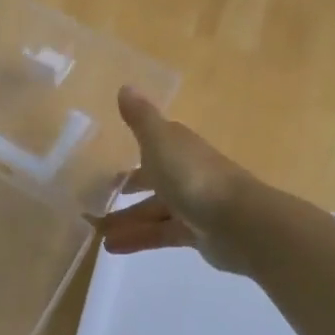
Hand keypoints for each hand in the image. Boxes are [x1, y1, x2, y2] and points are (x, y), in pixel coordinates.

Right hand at [96, 87, 254, 272]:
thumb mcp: (159, 141)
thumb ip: (140, 118)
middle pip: (154, 180)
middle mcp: (187, 173)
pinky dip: (138, 239)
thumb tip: (125, 86)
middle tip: (97, 200)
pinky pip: (160, 235)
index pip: (155, 145)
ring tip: (96, 233)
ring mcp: (193, 205)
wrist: (238, 222)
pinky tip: (112, 247)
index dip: (133, 152)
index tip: (107, 163)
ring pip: (154, 211)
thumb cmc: (193, 176)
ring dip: (127, 220)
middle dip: (128, 190)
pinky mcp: (196, 234)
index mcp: (179, 148)